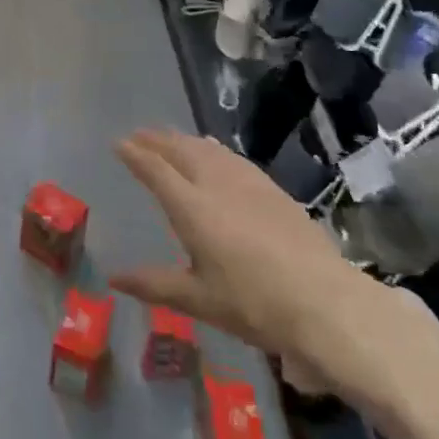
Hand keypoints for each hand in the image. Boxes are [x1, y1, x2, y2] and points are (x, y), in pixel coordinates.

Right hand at [108, 129, 421, 410]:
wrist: (324, 301)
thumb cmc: (253, 304)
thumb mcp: (198, 300)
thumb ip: (154, 284)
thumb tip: (114, 278)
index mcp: (192, 208)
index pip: (156, 170)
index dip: (135, 154)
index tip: (118, 143)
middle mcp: (215, 184)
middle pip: (180, 150)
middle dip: (157, 140)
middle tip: (139, 134)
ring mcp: (247, 182)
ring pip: (207, 149)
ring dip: (183, 139)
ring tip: (170, 137)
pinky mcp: (272, 188)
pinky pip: (232, 157)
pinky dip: (212, 148)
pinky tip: (214, 151)